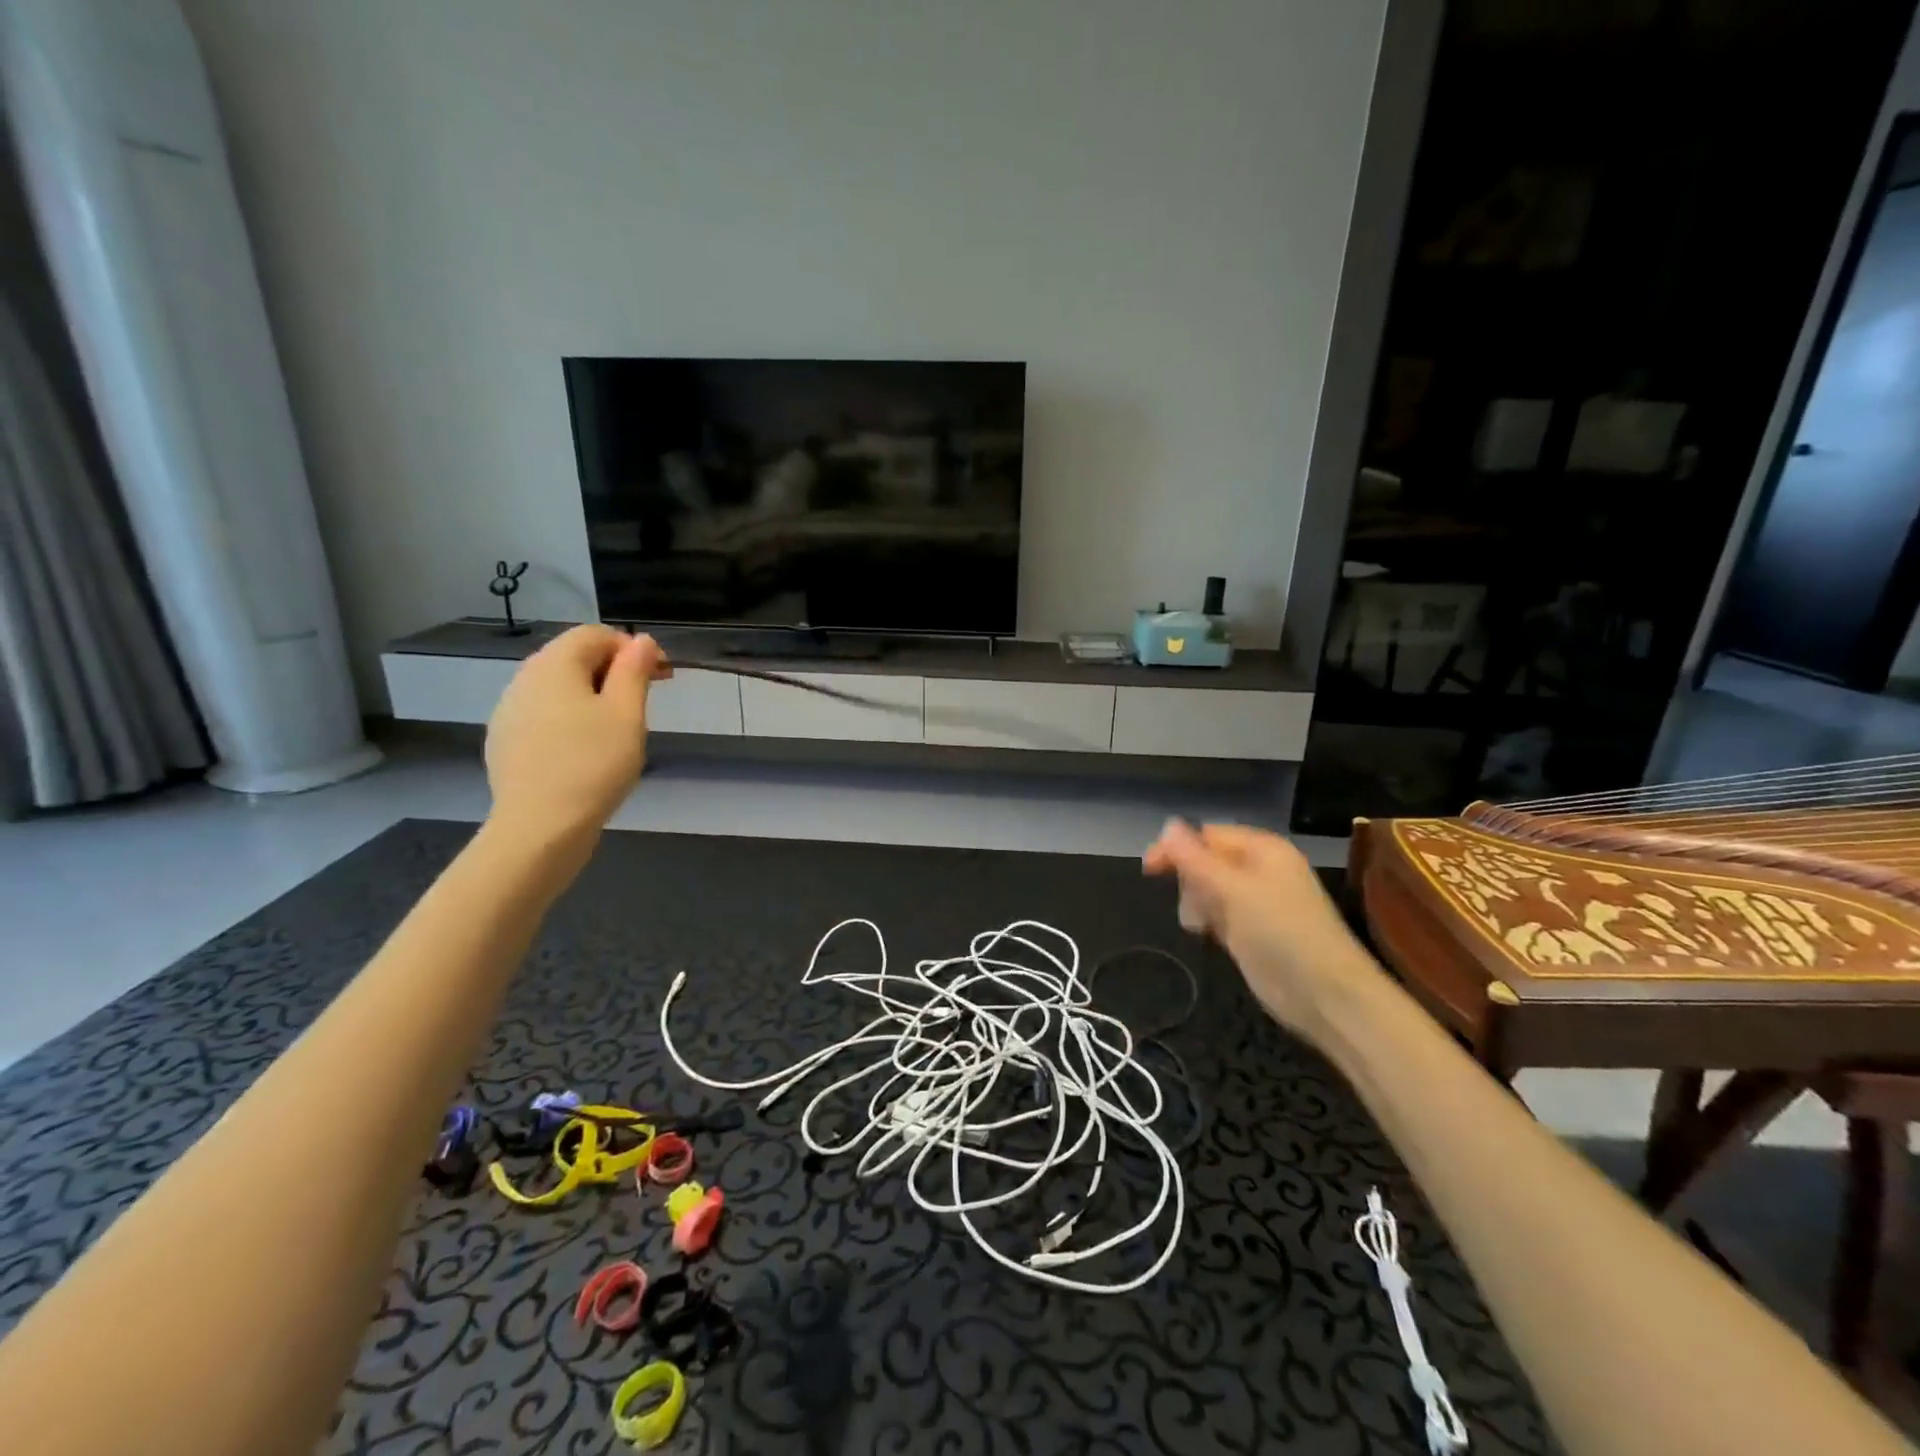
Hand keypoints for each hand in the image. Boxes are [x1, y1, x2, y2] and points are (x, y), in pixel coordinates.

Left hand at [485, 626, 670, 842]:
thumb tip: (641, 641)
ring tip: (619, 729)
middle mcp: (524, 678)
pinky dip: (571, 719)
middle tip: (645, 702)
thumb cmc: (593, 764)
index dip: (633, 648)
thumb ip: (634, 671)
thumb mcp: (627, 714)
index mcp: (554, 664)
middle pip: (574, 657)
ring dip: (593, 695)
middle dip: (614, 671)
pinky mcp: (505, 741)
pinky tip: (586, 750)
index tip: (661, 677)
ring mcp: (509, 711)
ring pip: (559, 688)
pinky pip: (545, 715)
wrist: (539, 827)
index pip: (597, 634)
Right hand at [1143, 820, 1379, 1040]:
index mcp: (1263, 850)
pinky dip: (1208, 920)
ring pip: (1208, 889)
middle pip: (1206, 861)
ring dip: (1197, 903)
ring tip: (1202, 926)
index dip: (1177, 848)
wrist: (1325, 995)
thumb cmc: (1280, 932)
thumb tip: (1167, 825)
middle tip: (1190, 906)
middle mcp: (1259, 870)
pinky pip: (1218, 913)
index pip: (1208, 835)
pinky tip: (1207, 935)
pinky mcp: (1251, 931)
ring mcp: (1256, 902)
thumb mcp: (1232, 890)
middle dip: (1190, 880)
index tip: (1149, 869)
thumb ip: (1195, 859)